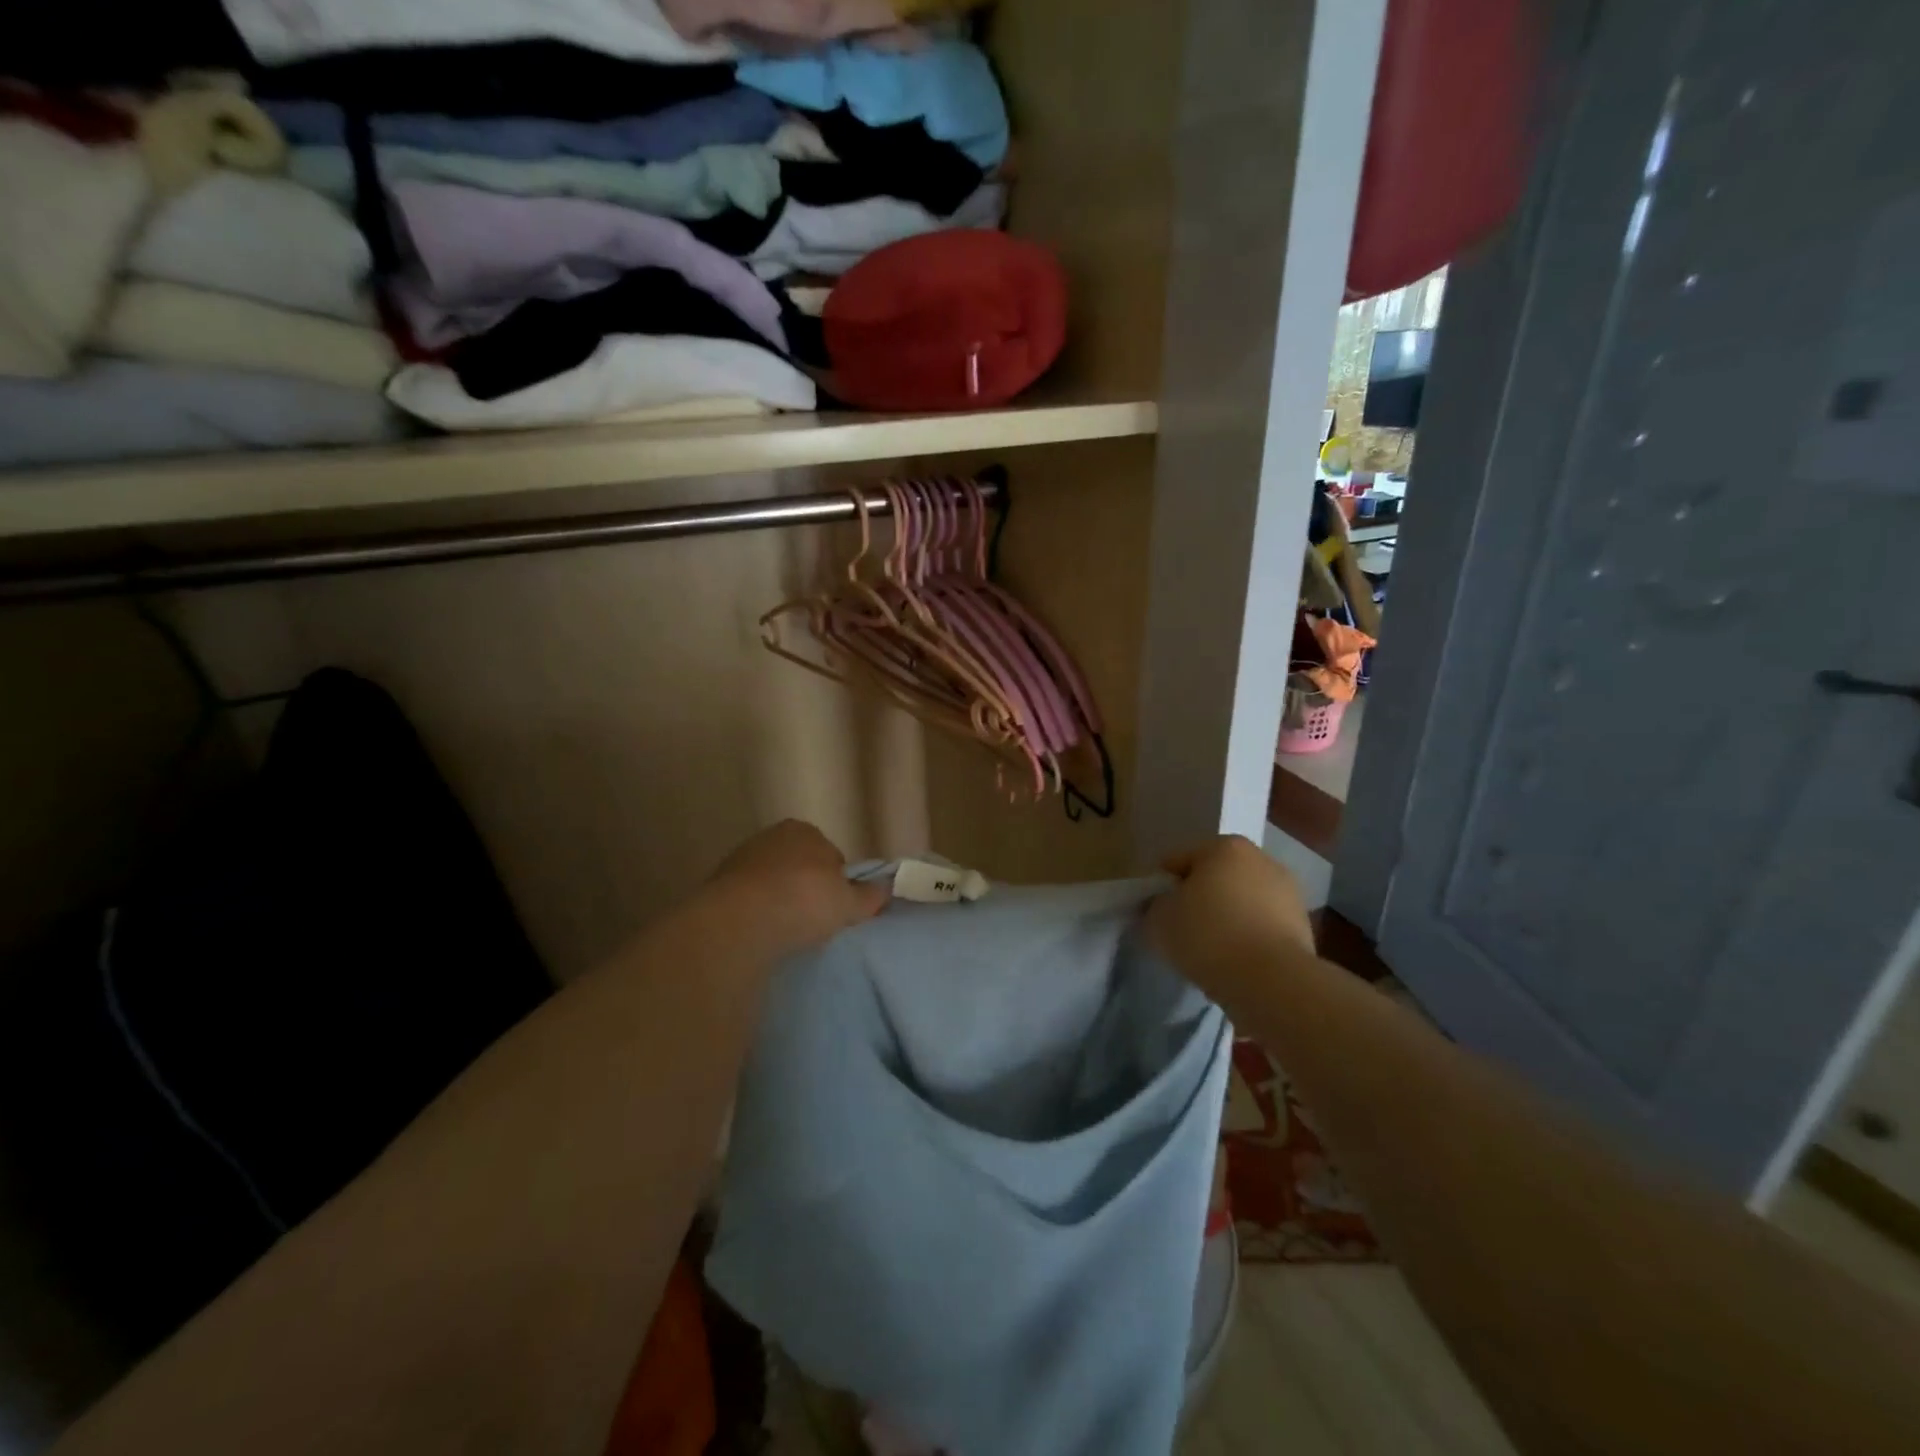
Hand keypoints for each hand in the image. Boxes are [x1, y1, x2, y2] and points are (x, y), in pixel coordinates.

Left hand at [706, 820, 888, 953]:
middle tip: (813, 920)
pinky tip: (762, 934)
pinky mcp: (716, 885)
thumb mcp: (849, 903)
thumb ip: (870, 896)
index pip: (830, 855)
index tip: (836, 907)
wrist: (740, 922)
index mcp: (805, 830)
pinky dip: (756, 913)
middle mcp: (770, 836)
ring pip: (771, 882)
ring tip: (786, 932)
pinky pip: (748, 900)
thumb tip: (887, 889)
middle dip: (805, 887)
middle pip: (798, 866)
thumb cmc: (804, 901)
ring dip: (778, 900)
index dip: (837, 882)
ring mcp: (740, 859)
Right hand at [1145, 836, 1318, 1008]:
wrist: (1272, 981)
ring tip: (1211, 952)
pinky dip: (1249, 939)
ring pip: (1242, 903)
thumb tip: (1163, 907)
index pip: (1179, 861)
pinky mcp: (1305, 926)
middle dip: (1199, 899)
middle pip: (1215, 878)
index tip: (1156, 914)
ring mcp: (1288, 892)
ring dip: (1227, 919)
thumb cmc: (1208, 936)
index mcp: (1224, 846)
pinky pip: (1262, 927)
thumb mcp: (1159, 919)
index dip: (1162, 887)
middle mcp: (1260, 859)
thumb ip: (1155, 906)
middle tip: (1182, 931)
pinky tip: (1236, 963)